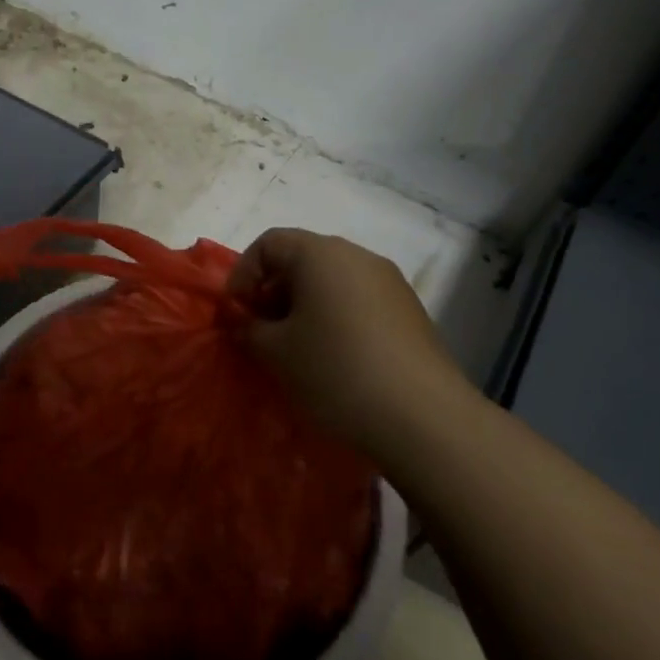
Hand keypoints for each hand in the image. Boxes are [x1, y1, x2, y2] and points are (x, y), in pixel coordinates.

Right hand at [228, 228, 477, 468]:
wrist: (422, 416)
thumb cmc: (335, 371)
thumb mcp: (275, 352)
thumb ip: (248, 329)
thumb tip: (242, 321)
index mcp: (320, 254)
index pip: (269, 243)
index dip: (243, 273)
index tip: (236, 312)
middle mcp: (357, 256)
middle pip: (302, 259)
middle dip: (273, 291)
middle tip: (261, 332)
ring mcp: (389, 282)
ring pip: (332, 282)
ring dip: (305, 307)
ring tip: (296, 349)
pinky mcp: (409, 311)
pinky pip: (358, 301)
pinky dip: (335, 318)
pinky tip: (334, 358)